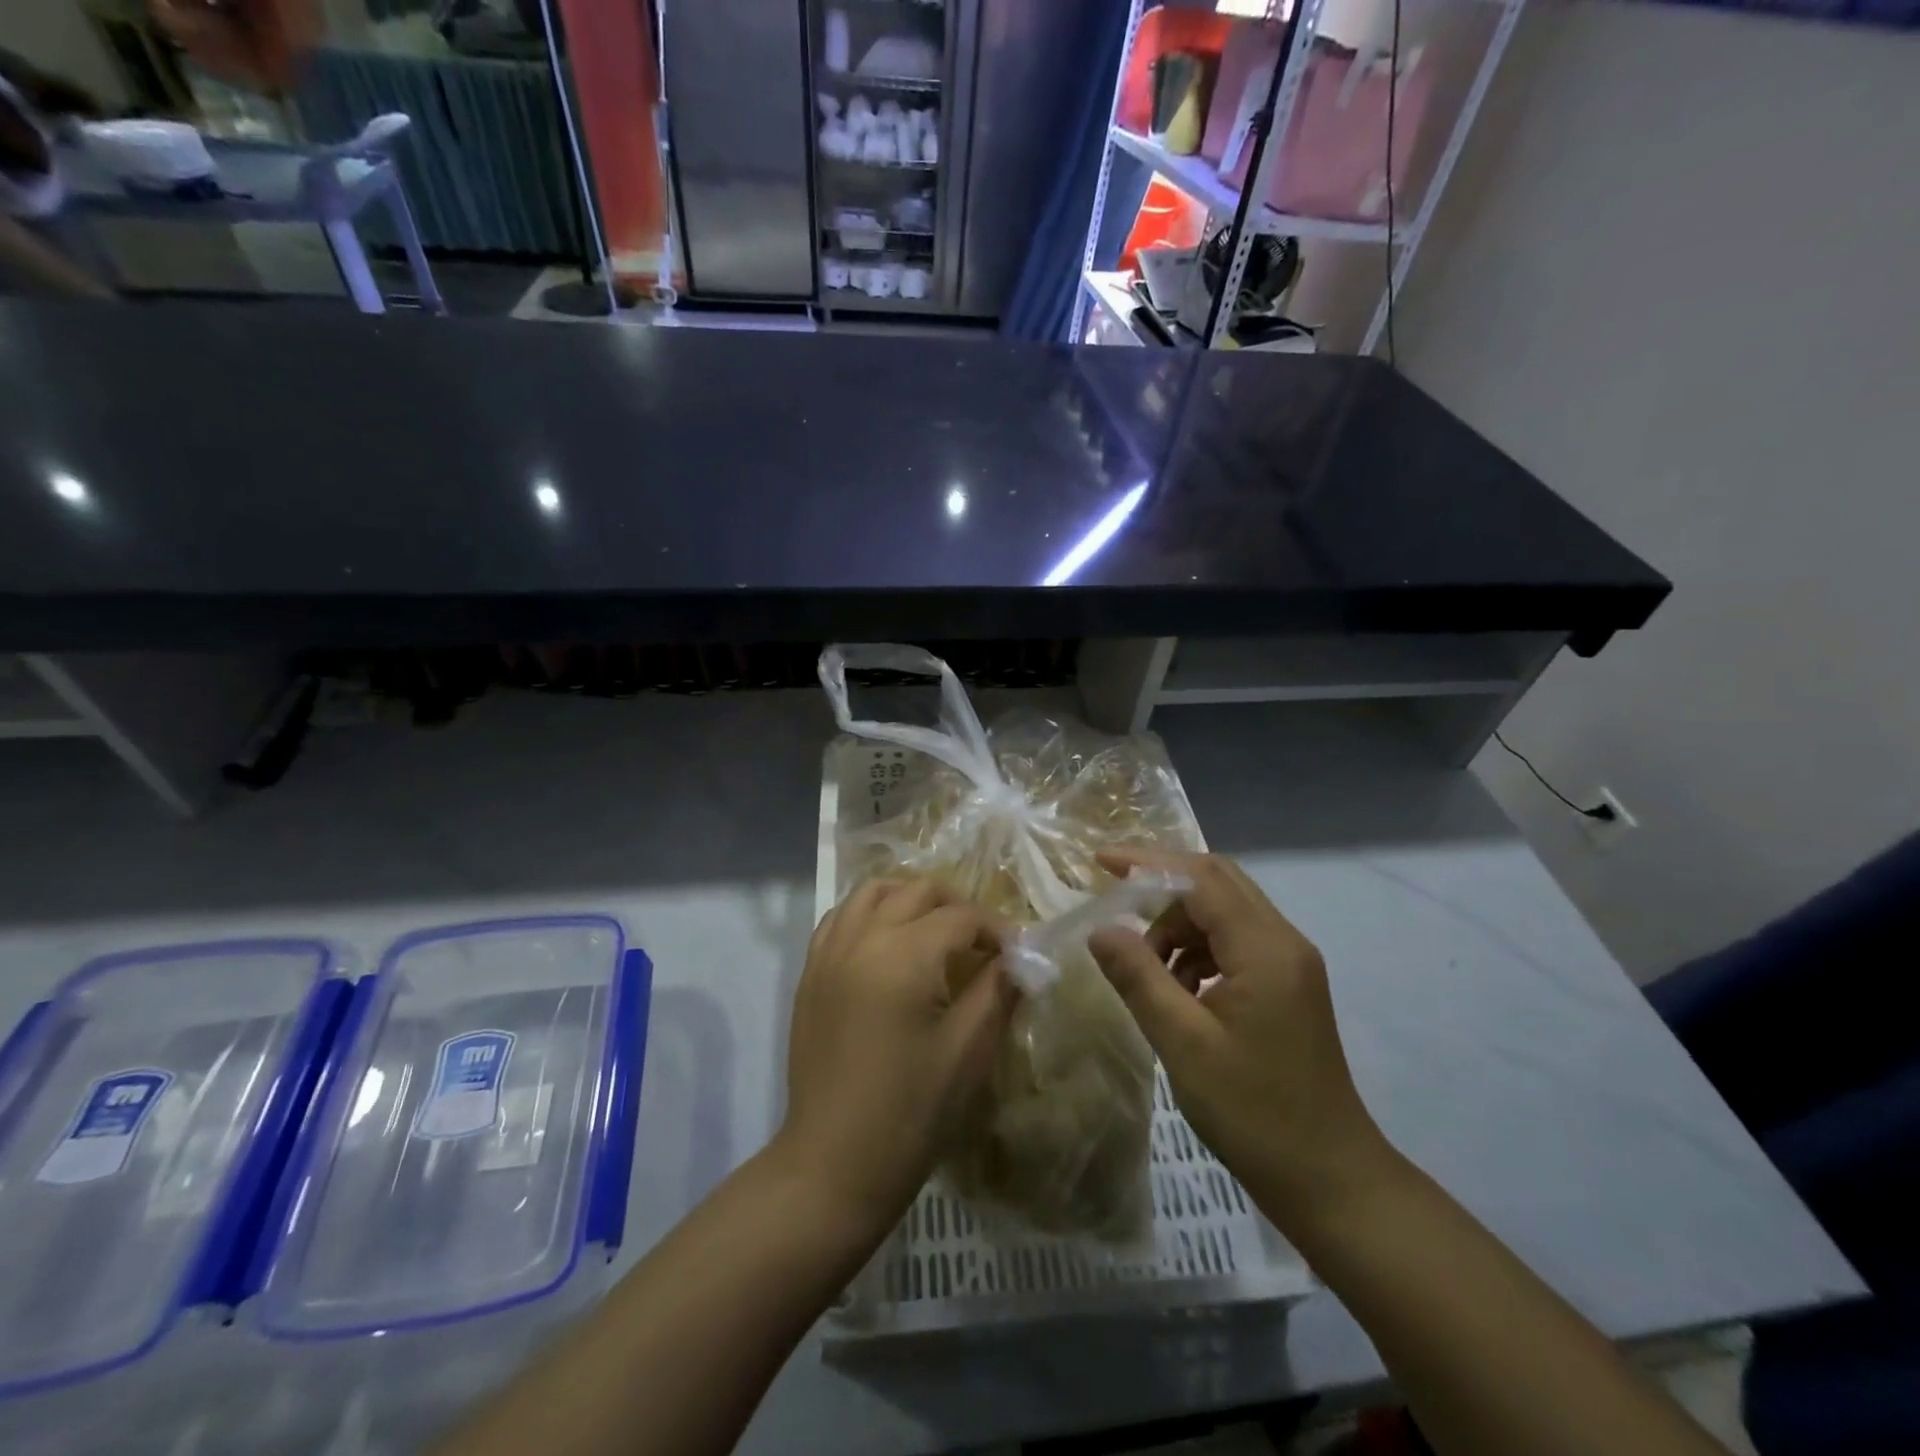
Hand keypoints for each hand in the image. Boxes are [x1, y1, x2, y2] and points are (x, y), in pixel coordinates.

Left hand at [777, 879, 1013, 1237]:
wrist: (833, 1163)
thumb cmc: (910, 1112)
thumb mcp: (967, 1050)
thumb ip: (996, 991)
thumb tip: (1019, 957)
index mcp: (904, 956)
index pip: (961, 917)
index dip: (996, 929)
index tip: (1018, 952)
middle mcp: (862, 938)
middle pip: (917, 891)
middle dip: (957, 906)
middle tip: (981, 942)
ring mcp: (829, 952)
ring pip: (872, 892)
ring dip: (910, 898)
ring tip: (935, 929)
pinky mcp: (810, 971)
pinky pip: (841, 917)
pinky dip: (870, 912)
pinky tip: (888, 941)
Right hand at [1088, 849, 1389, 1225]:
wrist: (1331, 1180)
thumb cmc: (1254, 1113)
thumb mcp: (1183, 1044)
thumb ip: (1139, 978)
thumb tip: (1100, 929)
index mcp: (1265, 949)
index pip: (1201, 878)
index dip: (1148, 863)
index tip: (1099, 862)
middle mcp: (1284, 941)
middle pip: (1217, 882)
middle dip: (1162, 884)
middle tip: (1115, 899)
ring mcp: (1291, 963)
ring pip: (1224, 911)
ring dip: (1179, 924)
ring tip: (1146, 968)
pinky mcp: (1288, 985)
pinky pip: (1235, 942)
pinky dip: (1198, 949)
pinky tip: (1178, 989)